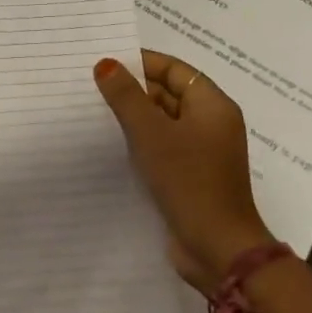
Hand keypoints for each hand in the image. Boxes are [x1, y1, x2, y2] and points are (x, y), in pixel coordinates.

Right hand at [95, 51, 276, 289]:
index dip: (141, 63)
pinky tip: (112, 146)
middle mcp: (211, 124)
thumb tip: (105, 64)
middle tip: (93, 88)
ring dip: (134, 118)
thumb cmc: (188, 180)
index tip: (105, 64)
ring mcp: (203, 153)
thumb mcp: (151, 133)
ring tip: (95, 114)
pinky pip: (163, 149)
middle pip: (168, 93)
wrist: (218, 250)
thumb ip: (126, 96)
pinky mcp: (191, 178)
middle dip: (133, 91)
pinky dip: (141, 144)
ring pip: (163, 123)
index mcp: (212, 105)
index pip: (174, 69)